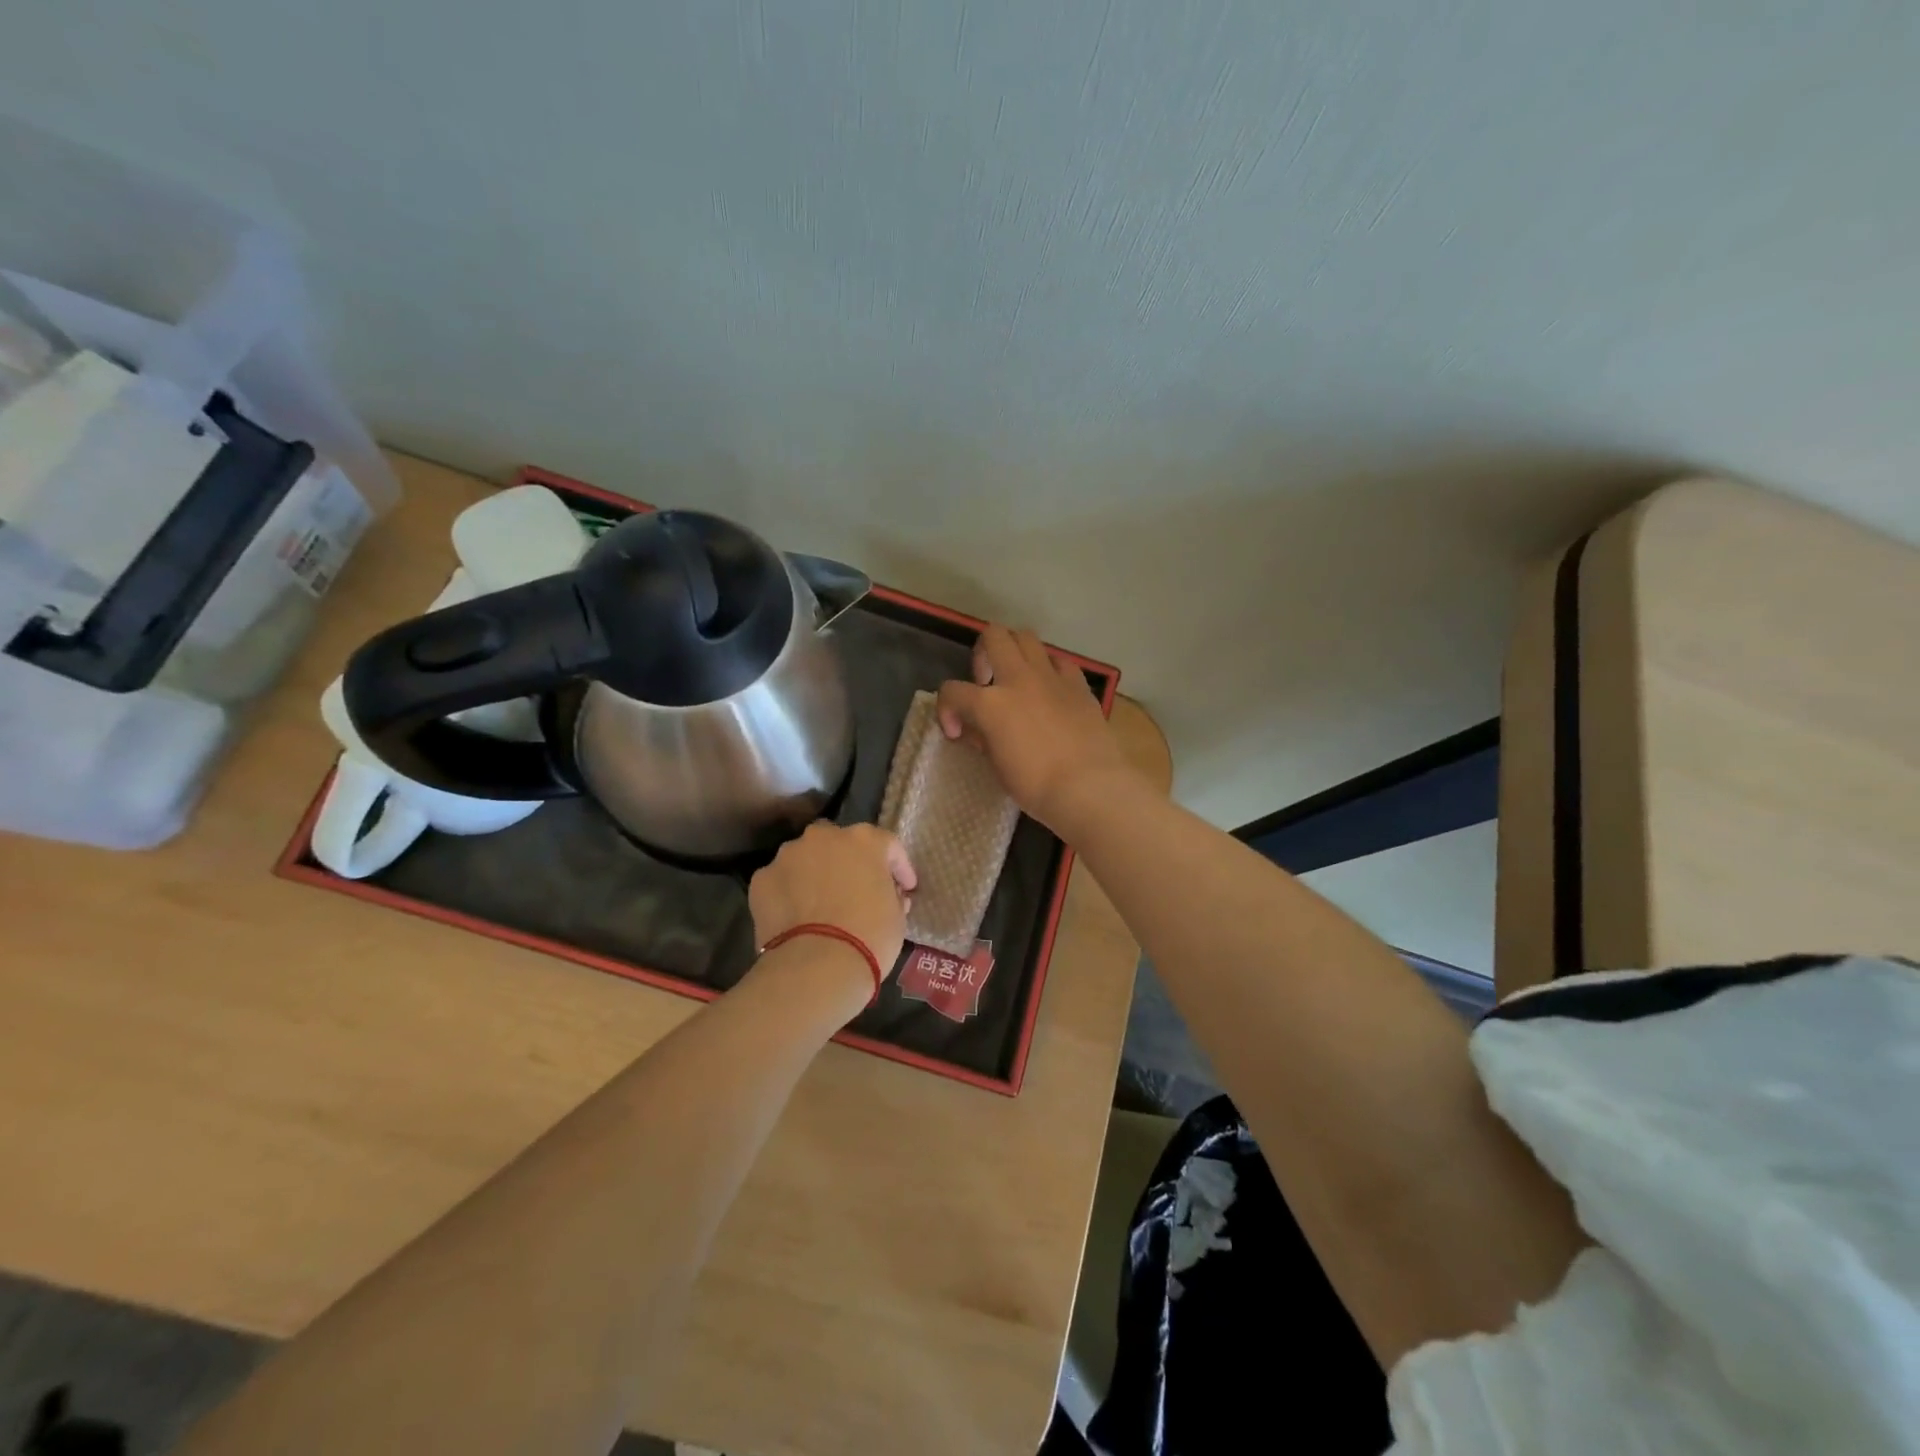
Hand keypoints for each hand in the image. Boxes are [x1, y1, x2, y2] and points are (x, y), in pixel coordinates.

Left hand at [748, 822, 916, 974]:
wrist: (815, 966)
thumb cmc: (869, 937)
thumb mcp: (897, 918)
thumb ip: (893, 896)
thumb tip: (891, 895)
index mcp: (865, 840)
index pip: (889, 846)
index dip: (899, 867)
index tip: (905, 888)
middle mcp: (824, 837)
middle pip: (841, 843)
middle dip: (849, 862)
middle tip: (857, 889)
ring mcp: (788, 855)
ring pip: (806, 858)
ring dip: (816, 874)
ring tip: (821, 904)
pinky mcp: (761, 879)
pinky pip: (782, 881)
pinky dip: (790, 893)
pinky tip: (796, 917)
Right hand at [936, 625, 1141, 835]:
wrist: (1089, 787)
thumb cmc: (1036, 785)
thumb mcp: (998, 768)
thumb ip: (983, 740)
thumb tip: (977, 730)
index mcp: (991, 703)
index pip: (952, 691)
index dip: (946, 710)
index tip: (957, 732)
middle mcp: (1019, 679)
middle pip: (993, 636)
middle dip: (981, 654)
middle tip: (985, 682)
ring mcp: (1051, 677)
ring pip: (1026, 637)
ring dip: (1014, 652)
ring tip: (1016, 680)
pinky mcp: (1079, 685)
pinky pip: (1060, 661)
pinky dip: (1048, 669)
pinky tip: (1049, 691)